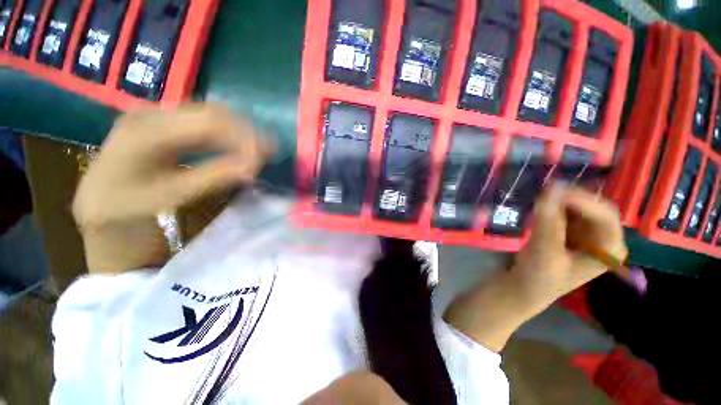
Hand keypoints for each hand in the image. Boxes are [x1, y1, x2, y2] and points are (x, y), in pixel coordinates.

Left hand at [73, 105, 273, 274]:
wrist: (99, 205)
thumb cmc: (129, 208)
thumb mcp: (172, 196)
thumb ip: (214, 177)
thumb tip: (254, 166)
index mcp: (146, 130)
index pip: (210, 122)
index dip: (245, 138)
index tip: (267, 158)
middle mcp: (152, 113)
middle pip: (213, 113)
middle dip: (247, 133)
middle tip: (269, 153)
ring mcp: (158, 115)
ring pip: (212, 115)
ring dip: (240, 132)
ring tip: (259, 151)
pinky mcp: (165, 123)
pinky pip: (204, 122)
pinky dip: (227, 134)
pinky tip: (238, 148)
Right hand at [444, 185, 626, 351]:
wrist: (522, 289)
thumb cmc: (538, 277)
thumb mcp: (544, 250)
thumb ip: (549, 220)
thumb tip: (551, 188)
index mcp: (609, 248)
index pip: (604, 214)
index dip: (580, 199)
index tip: (551, 190)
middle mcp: (604, 238)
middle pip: (593, 208)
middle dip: (569, 199)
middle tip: (543, 193)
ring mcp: (587, 235)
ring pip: (578, 208)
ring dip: (559, 202)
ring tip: (538, 202)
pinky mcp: (570, 233)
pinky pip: (565, 212)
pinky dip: (552, 208)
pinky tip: (539, 210)